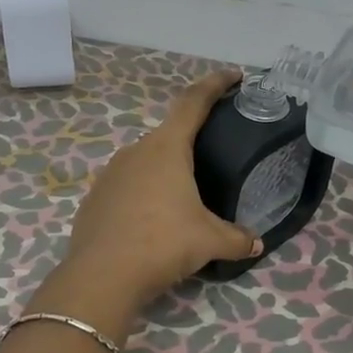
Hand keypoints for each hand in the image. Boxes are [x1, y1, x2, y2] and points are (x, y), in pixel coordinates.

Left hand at [49, 70, 262, 321]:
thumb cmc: (162, 243)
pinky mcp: (95, 198)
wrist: (102, 276)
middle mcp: (136, 151)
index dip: (215, 85)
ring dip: (166, 172)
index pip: (194, 102)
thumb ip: (236, 239)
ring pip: (146, 162)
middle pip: (170, 134)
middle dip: (192, 142)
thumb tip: (257, 245)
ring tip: (184, 196)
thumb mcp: (209, 241)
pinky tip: (152, 221)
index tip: (234, 75)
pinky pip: (127, 186)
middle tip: (213, 156)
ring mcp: (110, 173)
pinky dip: (143, 194)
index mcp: (167, 148)